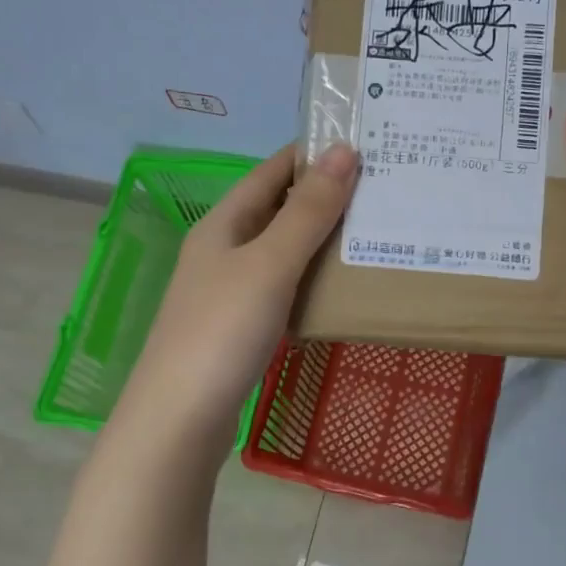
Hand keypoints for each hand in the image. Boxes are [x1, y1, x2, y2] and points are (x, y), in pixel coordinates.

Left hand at [115, 142, 358, 461]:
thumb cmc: (222, 331)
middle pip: (279, 210)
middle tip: (384, 192)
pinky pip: (285, 289)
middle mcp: (225, 250)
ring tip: (377, 234)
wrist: (180, 420)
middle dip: (326, 198)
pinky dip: (313, 281)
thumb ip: (308, 211)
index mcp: (224, 223)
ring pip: (284, 252)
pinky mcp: (243, 327)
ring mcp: (231, 291)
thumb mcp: (270, 263)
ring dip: (323, 241)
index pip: (272, 171)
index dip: (314, 154)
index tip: (366, 145)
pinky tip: (344, 288)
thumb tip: (343, 149)